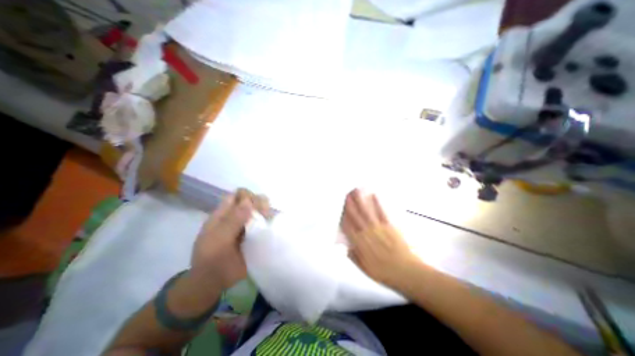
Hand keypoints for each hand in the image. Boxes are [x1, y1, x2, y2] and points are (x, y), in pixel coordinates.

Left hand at [193, 192, 264, 289]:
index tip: (257, 208)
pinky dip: (269, 222)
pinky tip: (272, 227)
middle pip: (252, 200)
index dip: (249, 196)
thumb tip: (249, 201)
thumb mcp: (218, 240)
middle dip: (261, 203)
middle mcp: (236, 216)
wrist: (214, 282)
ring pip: (260, 210)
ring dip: (266, 212)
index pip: (239, 194)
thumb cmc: (212, 260)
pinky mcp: (254, 234)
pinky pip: (264, 223)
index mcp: (224, 214)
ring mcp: (246, 225)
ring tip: (269, 221)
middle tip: (265, 215)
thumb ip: (232, 221)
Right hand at [340, 189, 422, 288]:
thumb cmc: (384, 272)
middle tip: (346, 194)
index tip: (340, 208)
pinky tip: (374, 195)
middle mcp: (367, 233)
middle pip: (356, 216)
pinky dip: (378, 203)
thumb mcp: (365, 269)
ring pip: (366, 212)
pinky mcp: (389, 226)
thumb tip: (344, 248)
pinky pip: (382, 213)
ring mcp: (378, 228)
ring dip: (360, 200)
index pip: (348, 227)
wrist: (406, 272)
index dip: (343, 217)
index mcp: (359, 243)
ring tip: (356, 191)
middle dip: (349, 204)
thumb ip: (353, 257)